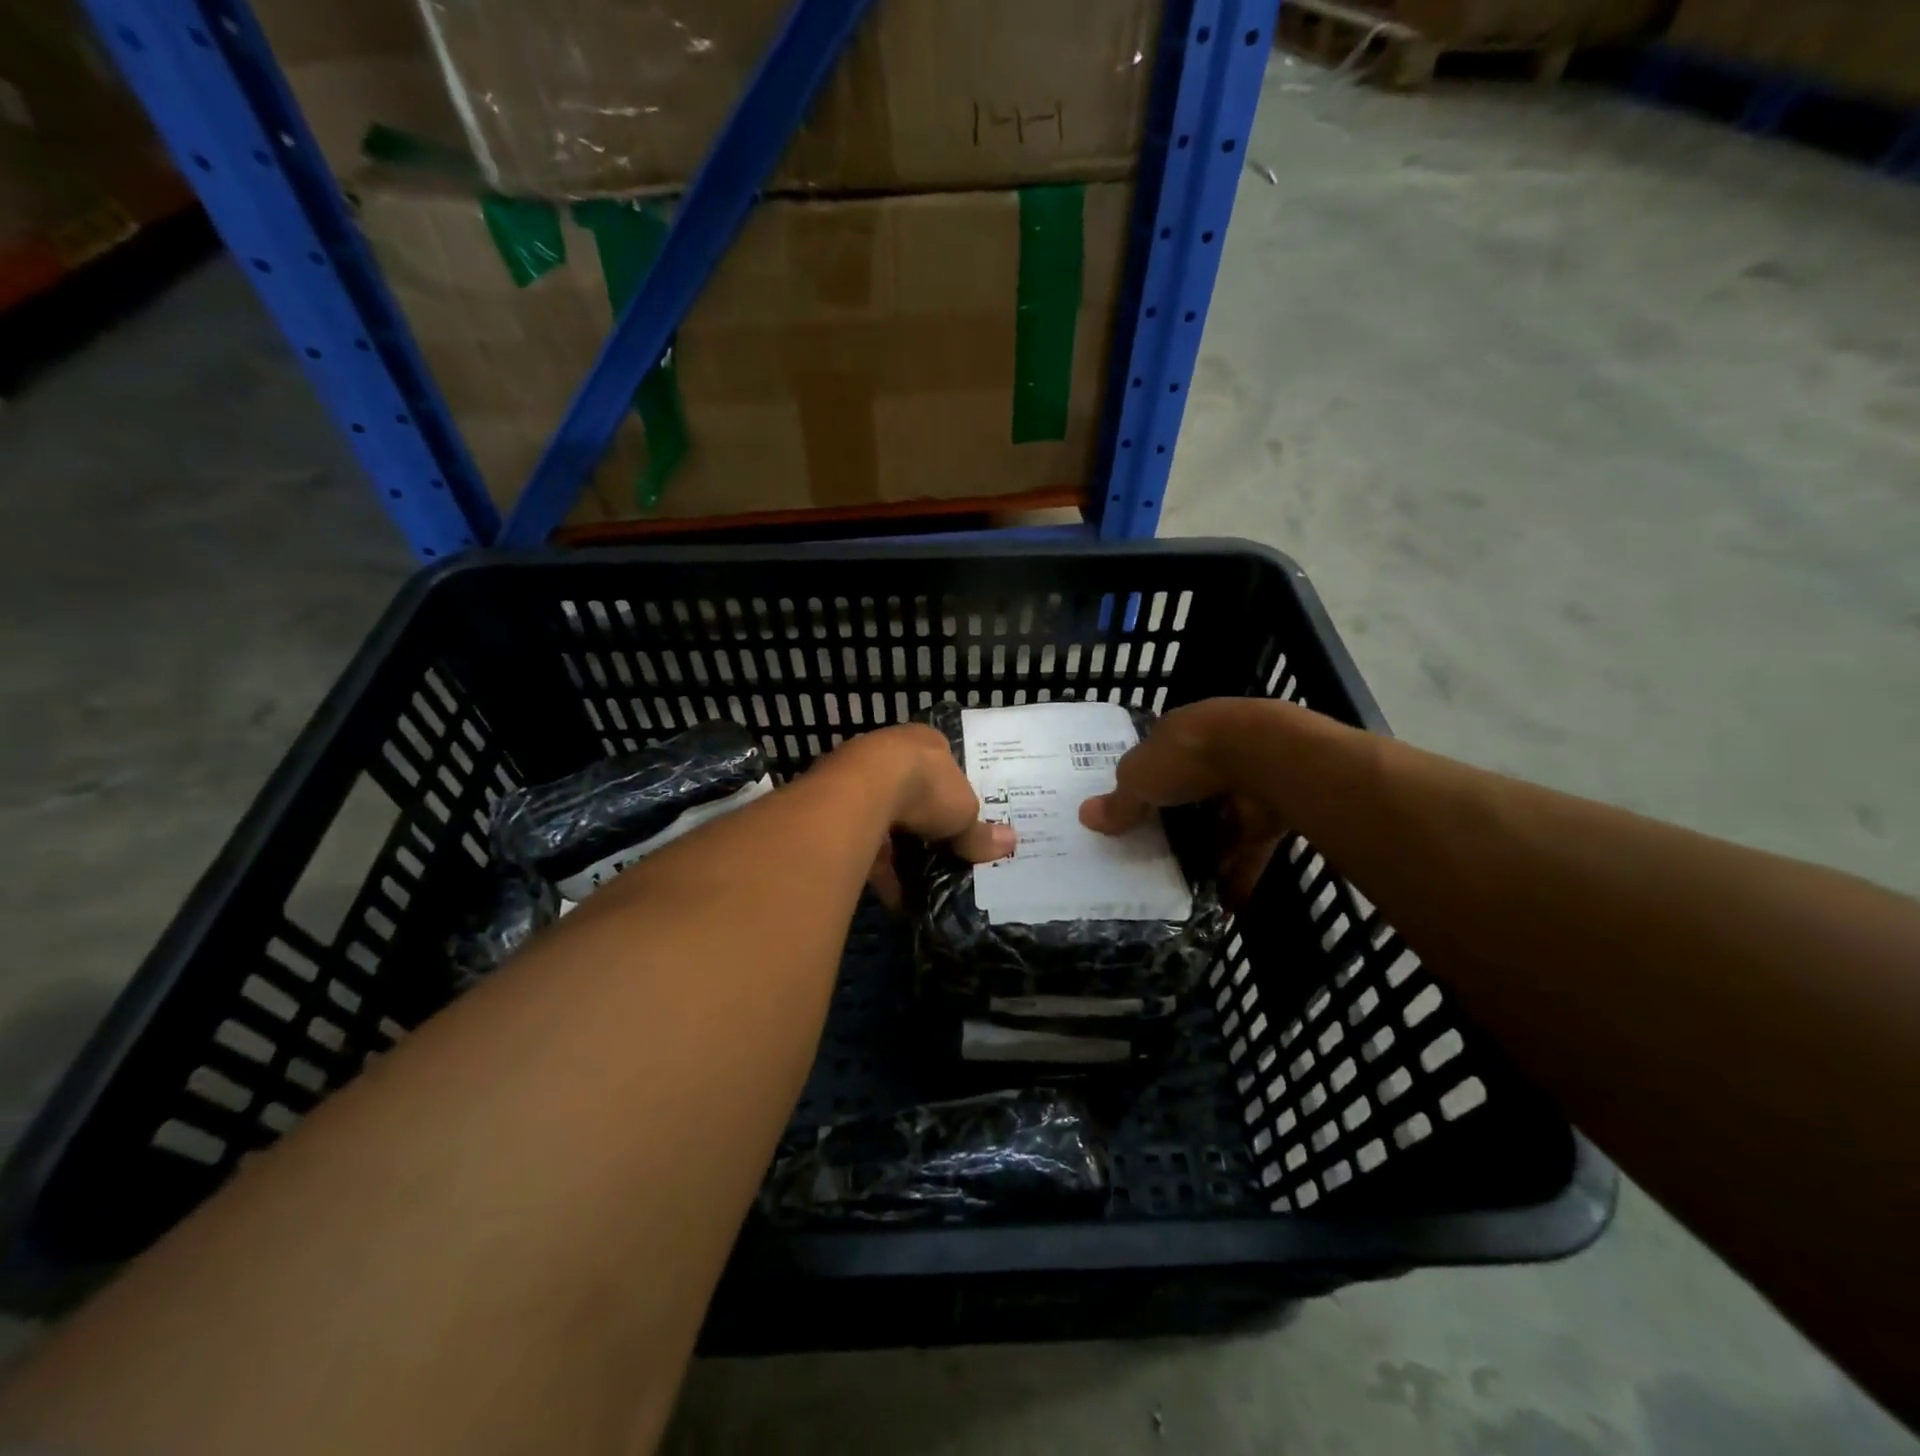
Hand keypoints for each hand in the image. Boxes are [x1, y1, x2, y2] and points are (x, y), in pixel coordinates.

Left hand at [830, 725, 1014, 908]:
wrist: (863, 791)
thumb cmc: (926, 788)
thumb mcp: (965, 813)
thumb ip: (981, 832)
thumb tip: (1011, 843)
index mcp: (925, 742)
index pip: (942, 764)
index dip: (952, 793)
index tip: (959, 820)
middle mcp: (888, 752)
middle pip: (911, 792)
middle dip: (924, 826)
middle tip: (940, 854)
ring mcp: (857, 778)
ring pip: (884, 819)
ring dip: (899, 853)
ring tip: (919, 887)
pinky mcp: (835, 809)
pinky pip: (863, 843)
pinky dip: (879, 870)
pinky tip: (894, 898)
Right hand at [1078, 698, 1290, 902]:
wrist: (1265, 757)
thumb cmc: (1189, 756)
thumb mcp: (1139, 778)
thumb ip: (1119, 801)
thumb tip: (1085, 816)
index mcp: (1179, 735)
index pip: (1156, 761)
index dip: (1141, 786)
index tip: (1127, 817)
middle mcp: (1214, 754)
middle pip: (1188, 795)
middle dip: (1174, 825)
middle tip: (1148, 858)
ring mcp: (1247, 784)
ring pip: (1220, 824)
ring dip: (1206, 854)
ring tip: (1179, 888)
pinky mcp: (1272, 816)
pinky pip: (1249, 850)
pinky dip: (1237, 875)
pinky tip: (1220, 904)